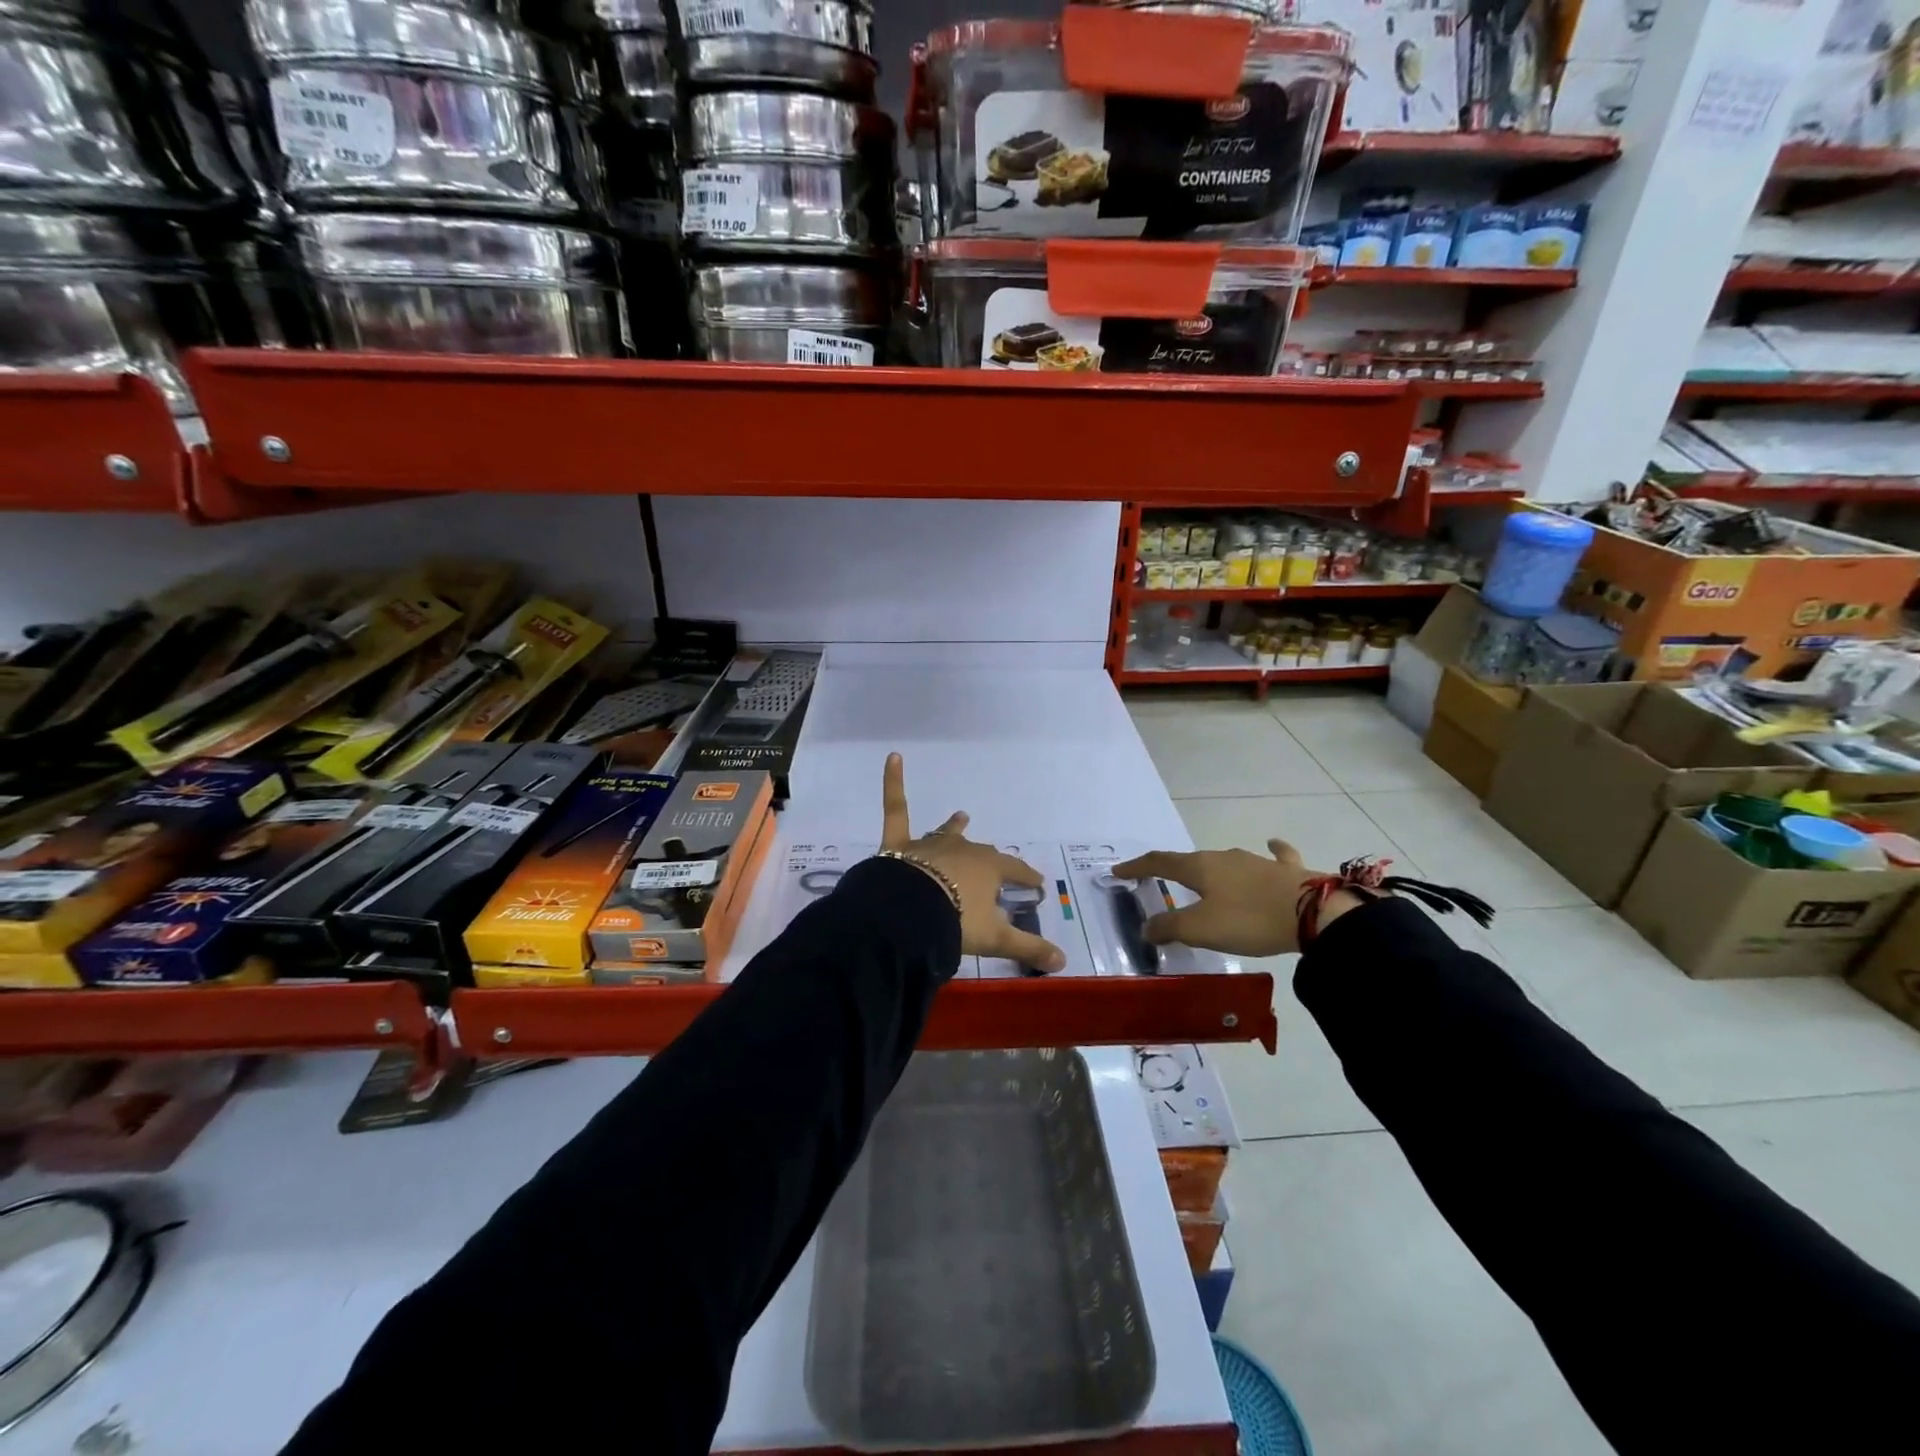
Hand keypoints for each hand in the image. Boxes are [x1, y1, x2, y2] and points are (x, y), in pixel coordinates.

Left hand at [879, 753, 1065, 972]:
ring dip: (954, 827)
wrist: (909, 913)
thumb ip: (1029, 948)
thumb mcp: (996, 939)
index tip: (1036, 884)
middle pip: (981, 853)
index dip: (1027, 877)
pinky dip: (893, 782)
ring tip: (961, 816)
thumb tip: (1063, 962)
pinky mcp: (899, 844)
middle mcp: (963, 849)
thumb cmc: (957, 921)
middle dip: (990, 861)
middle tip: (996, 867)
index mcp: (989, 868)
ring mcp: (930, 844)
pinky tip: (893, 757)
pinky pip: (896, 808)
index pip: (1015, 870)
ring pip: (947, 833)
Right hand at [1113, 840, 1355, 956]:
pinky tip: (1272, 845)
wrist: (1314, 914)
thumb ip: (1169, 927)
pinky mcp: (1286, 871)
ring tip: (1204, 882)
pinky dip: (1270, 852)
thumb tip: (1146, 926)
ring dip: (1211, 870)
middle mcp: (1224, 857)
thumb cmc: (1249, 919)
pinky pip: (1275, 856)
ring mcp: (1256, 861)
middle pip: (1191, 861)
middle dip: (1173, 870)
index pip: (1160, 862)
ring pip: (1225, 862)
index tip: (1118, 871)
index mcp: (1200, 867)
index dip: (1137, 867)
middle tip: (1161, 882)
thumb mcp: (1201, 929)